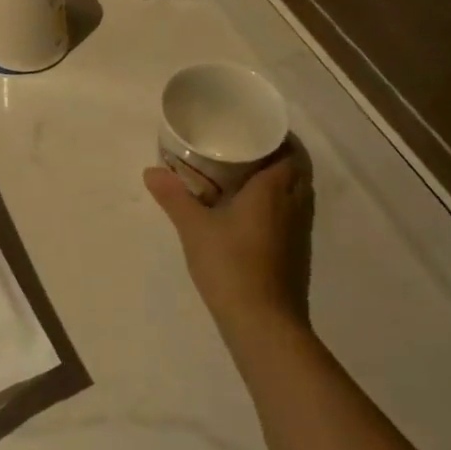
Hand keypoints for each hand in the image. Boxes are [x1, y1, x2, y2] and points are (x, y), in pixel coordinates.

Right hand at [144, 151, 310, 345]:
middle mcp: (294, 203)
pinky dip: (280, 203)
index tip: (253, 127)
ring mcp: (300, 230)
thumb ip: (174, 197)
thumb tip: (151, 171)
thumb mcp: (194, 227)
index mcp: (274, 188)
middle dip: (278, 155)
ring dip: (281, 179)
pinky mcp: (298, 252)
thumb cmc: (231, 265)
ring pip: (298, 192)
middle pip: (297, 168)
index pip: (289, 150)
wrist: (264, 322)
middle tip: (246, 148)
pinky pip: (294, 213)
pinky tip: (253, 212)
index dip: (276, 136)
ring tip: (248, 175)